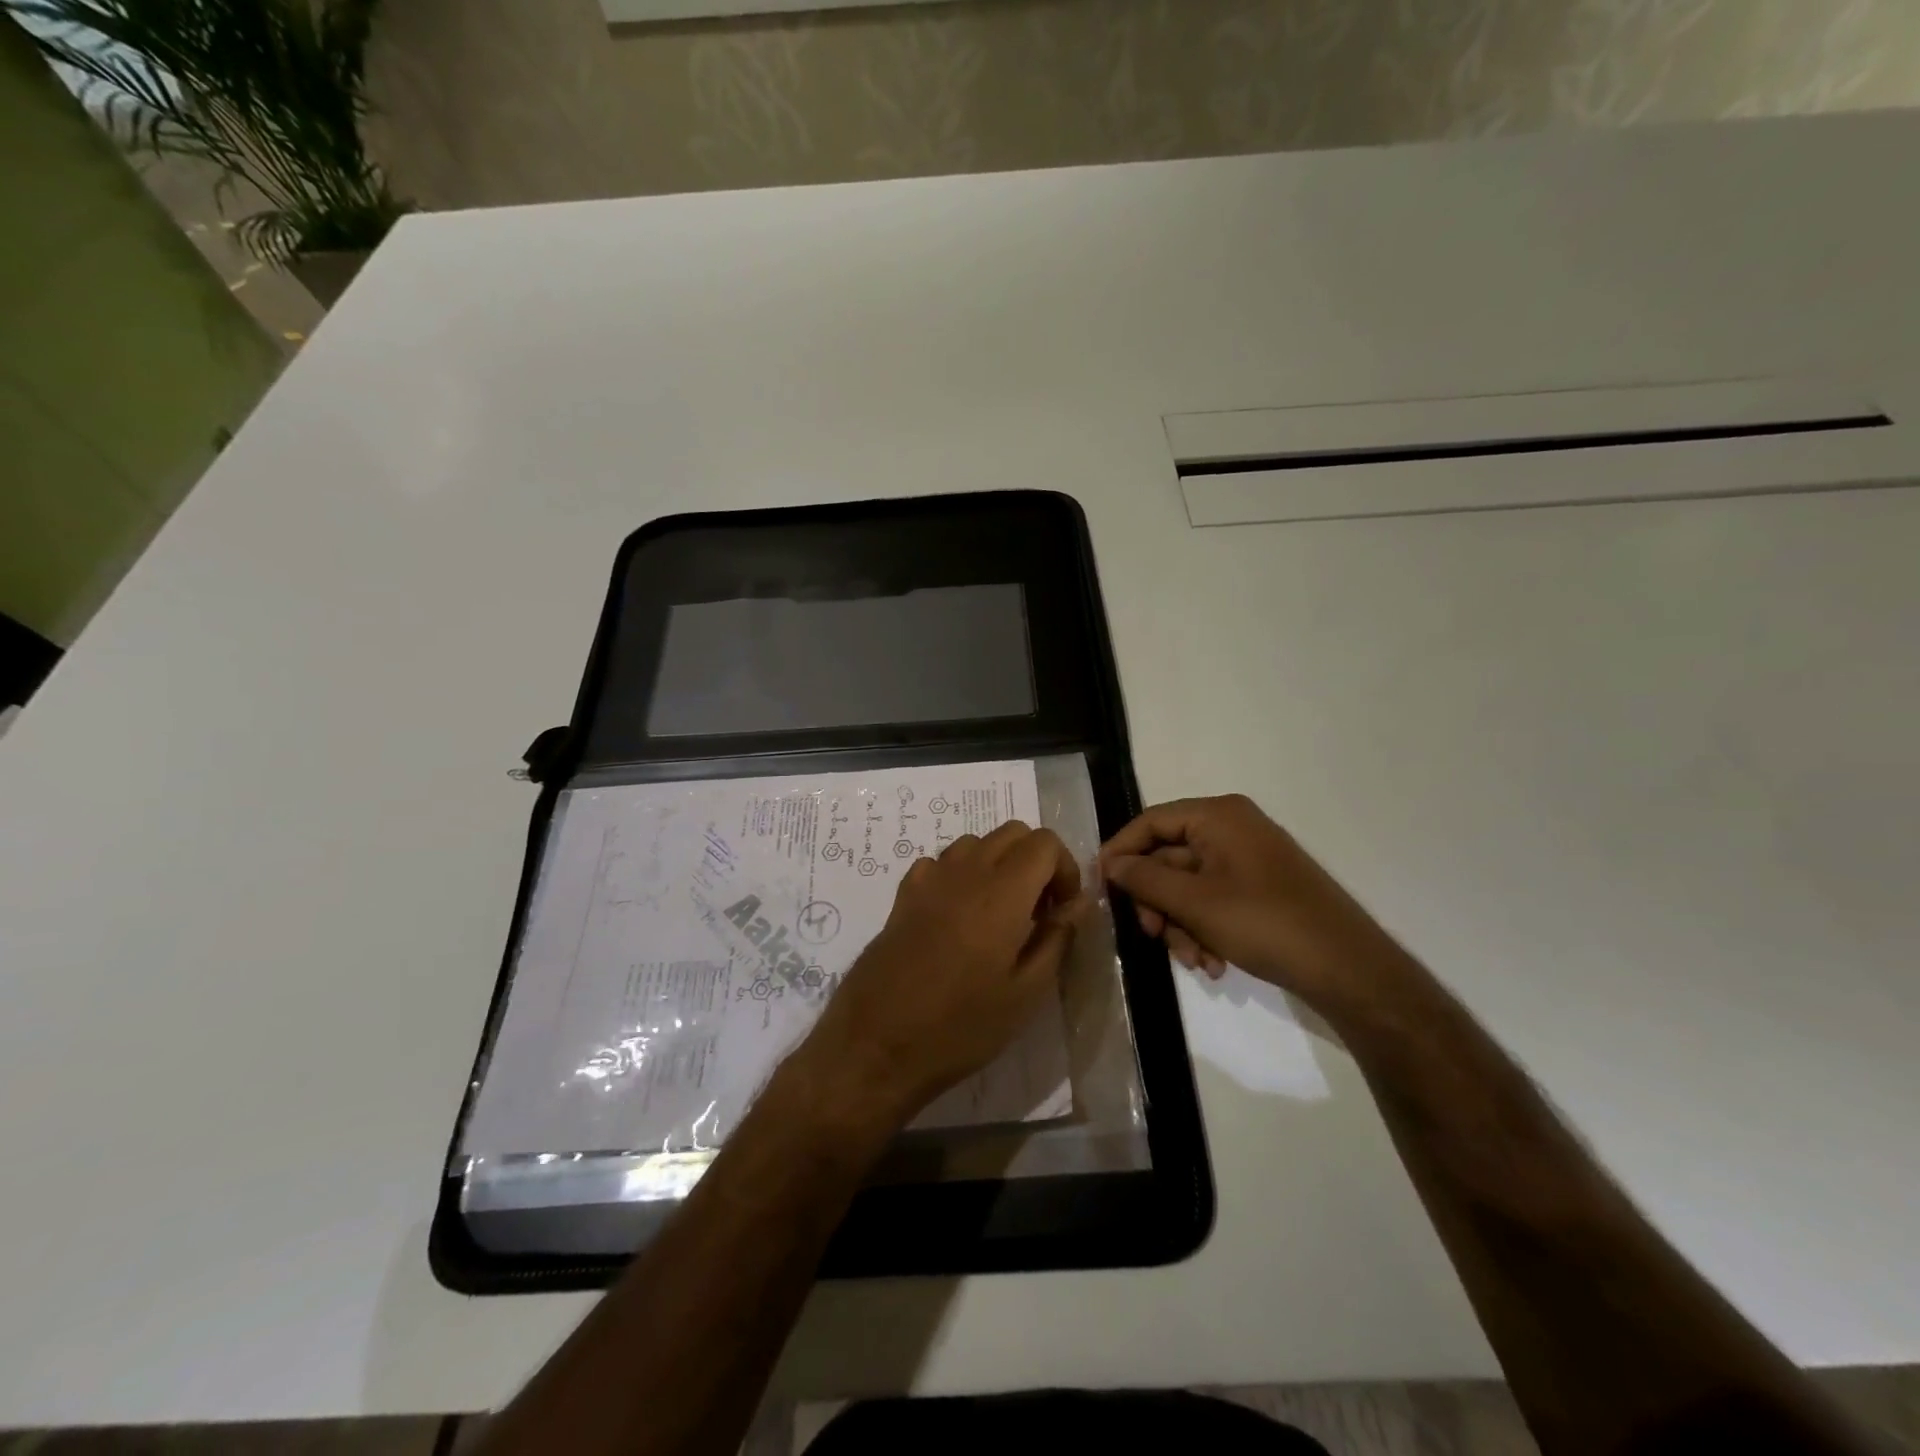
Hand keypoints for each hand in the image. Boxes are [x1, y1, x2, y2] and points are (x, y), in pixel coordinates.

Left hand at [796, 821, 1086, 1132]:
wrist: (877, 1042)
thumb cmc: (960, 1026)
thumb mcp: (1025, 994)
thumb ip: (1057, 939)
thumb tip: (1077, 905)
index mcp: (1002, 891)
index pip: (1044, 842)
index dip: (1064, 869)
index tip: (1062, 910)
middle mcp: (966, 870)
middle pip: (1012, 832)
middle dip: (1035, 861)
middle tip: (1037, 911)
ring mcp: (929, 878)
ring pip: (976, 842)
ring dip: (998, 864)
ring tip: (999, 914)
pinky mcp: (904, 893)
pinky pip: (941, 862)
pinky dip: (961, 874)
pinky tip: (958, 917)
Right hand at [1100, 794, 1407, 1016]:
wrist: (1348, 968)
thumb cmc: (1265, 923)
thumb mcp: (1195, 902)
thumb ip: (1145, 878)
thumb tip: (1110, 863)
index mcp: (1218, 816)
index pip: (1150, 822)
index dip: (1121, 852)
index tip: (1100, 886)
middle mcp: (1232, 828)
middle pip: (1169, 857)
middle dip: (1158, 903)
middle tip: (1151, 935)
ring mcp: (1248, 859)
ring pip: (1189, 886)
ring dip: (1181, 923)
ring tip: (1194, 961)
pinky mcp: (1260, 888)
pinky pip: (1214, 900)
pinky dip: (1205, 928)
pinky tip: (1213, 963)